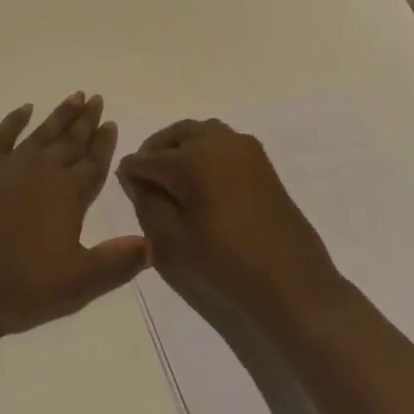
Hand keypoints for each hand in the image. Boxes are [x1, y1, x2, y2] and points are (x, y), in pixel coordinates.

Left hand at [0, 93, 147, 344]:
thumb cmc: (17, 287)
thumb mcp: (76, 284)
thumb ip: (115, 262)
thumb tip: (150, 244)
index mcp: (68, 195)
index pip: (94, 163)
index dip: (104, 143)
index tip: (112, 122)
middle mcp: (42, 171)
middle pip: (70, 141)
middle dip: (86, 121)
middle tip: (97, 98)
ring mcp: (8, 166)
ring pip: (42, 133)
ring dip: (60, 115)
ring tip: (75, 96)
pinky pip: (1, 136)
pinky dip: (14, 120)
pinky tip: (24, 109)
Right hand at [117, 119, 346, 330]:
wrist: (291, 280)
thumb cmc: (226, 263)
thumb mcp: (173, 240)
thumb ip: (148, 203)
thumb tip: (134, 179)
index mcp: (192, 158)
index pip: (148, 159)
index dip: (132, 172)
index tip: (121, 182)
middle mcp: (217, 140)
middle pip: (175, 134)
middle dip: (156, 150)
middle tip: (145, 176)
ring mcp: (243, 147)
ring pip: (201, 132)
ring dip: (181, 146)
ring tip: (173, 177)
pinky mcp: (260, 159)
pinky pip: (222, 142)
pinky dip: (205, 150)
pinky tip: (202, 180)